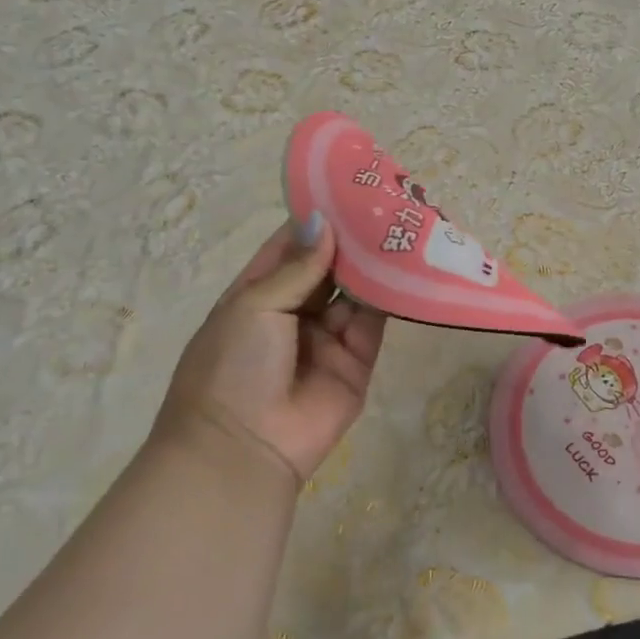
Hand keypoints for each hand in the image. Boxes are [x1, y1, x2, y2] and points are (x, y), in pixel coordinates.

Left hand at [155, 214, 385, 483]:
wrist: (243, 450)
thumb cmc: (232, 366)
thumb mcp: (255, 306)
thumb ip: (298, 267)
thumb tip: (323, 222)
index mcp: (258, 293)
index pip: (290, 246)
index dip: (316, 219)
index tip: (346, 188)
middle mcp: (294, 310)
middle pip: (329, 266)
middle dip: (352, 238)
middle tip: (386, 202)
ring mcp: (327, 335)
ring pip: (356, 290)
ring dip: (374, 263)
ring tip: (403, 225)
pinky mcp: (358, 358)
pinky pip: (375, 320)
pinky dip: (390, 296)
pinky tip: (407, 265)